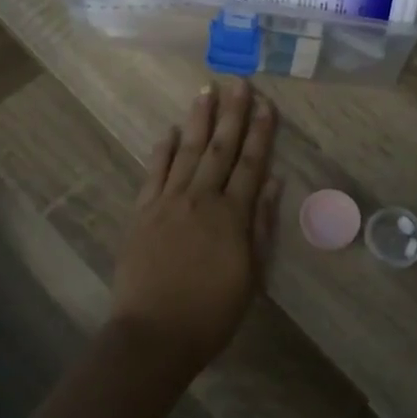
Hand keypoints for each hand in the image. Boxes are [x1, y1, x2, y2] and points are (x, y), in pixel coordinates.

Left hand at [111, 77, 282, 378]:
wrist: (154, 335)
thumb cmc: (211, 312)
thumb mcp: (251, 275)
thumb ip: (261, 225)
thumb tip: (274, 182)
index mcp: (233, 215)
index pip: (251, 164)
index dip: (260, 132)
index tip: (266, 104)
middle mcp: (201, 199)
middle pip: (220, 148)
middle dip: (232, 114)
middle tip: (238, 82)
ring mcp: (168, 202)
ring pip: (188, 152)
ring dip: (199, 120)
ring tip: (206, 90)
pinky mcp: (142, 213)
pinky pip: (155, 173)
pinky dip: (164, 150)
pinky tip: (171, 131)